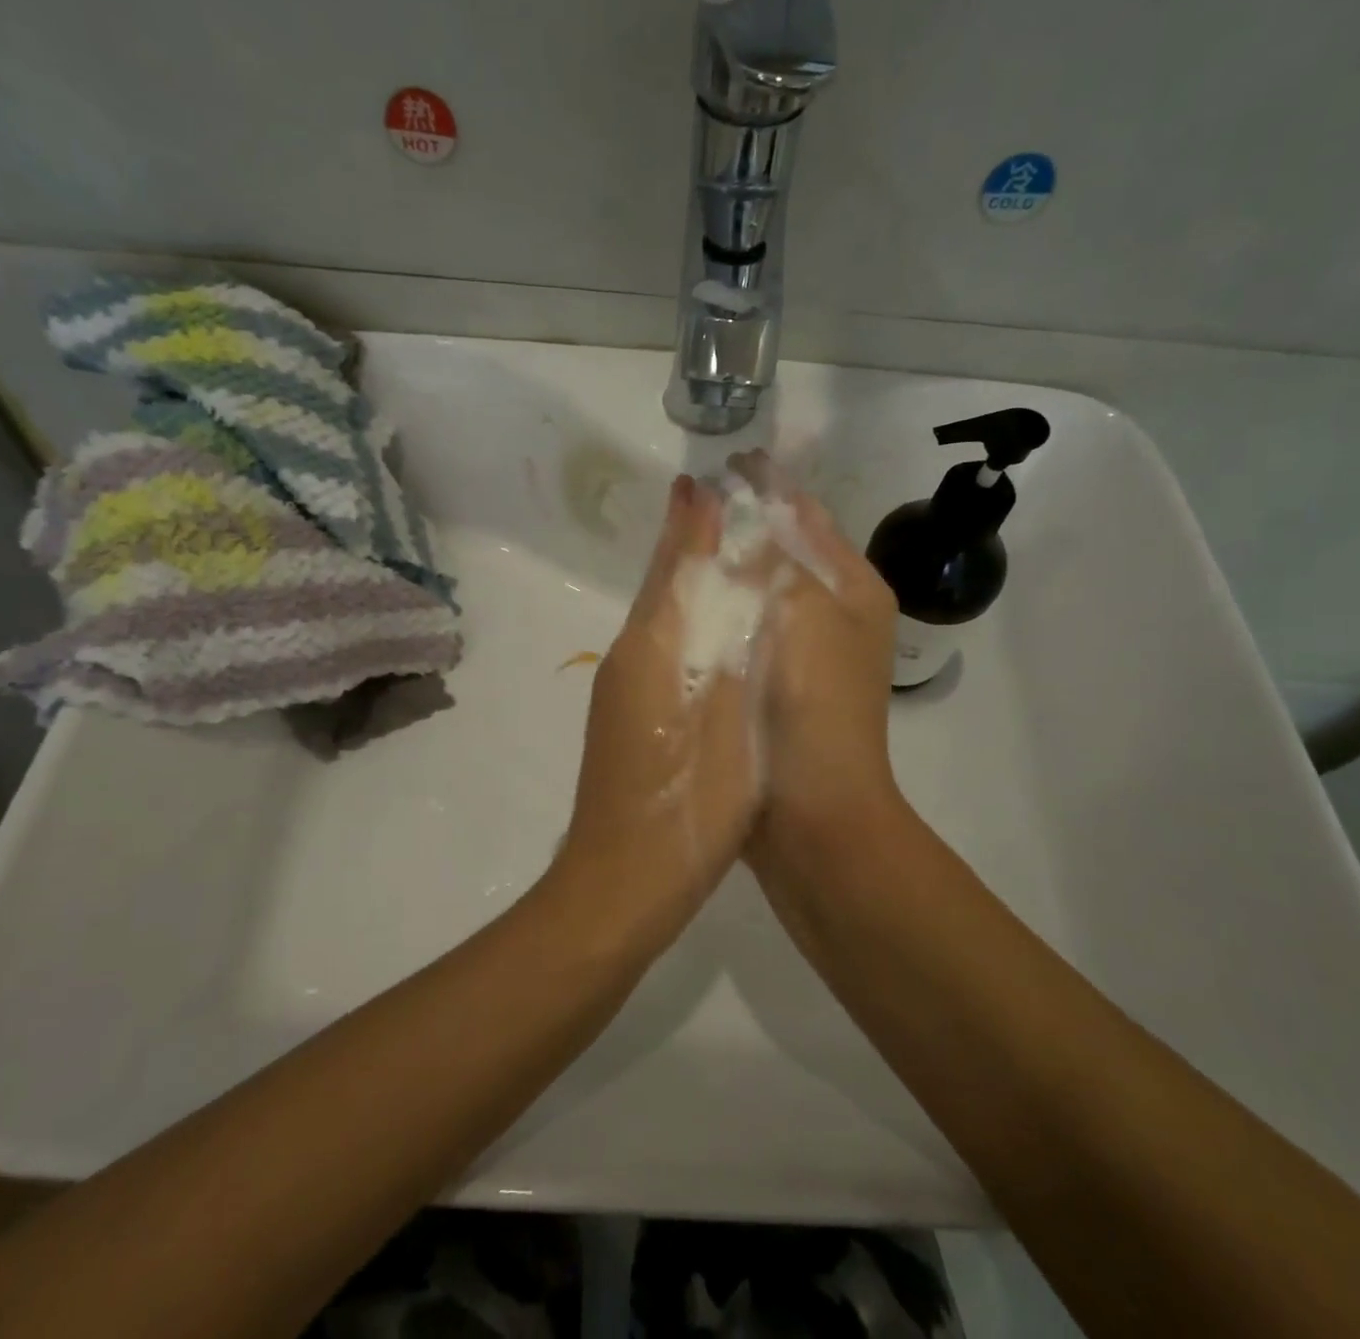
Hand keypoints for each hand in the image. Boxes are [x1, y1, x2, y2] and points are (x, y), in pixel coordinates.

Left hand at [550, 475, 764, 947]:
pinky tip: (708, 634)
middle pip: (661, 586)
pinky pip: (660, 650)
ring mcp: (623, 692)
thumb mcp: (725, 713)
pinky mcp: (629, 721)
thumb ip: (728, 639)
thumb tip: (736, 569)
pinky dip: (684, 625)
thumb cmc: (691, 799)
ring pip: (659, 619)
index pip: (675, 566)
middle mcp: (628, 658)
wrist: (625, 879)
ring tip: (717, 552)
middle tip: (707, 499)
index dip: (692, 523)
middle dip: (684, 542)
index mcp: (651, 647)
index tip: (706, 480)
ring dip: (684, 581)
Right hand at [726, 452, 901, 846]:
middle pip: (788, 549)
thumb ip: (764, 556)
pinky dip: (725, 607)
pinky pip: (749, 627)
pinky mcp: (781, 684)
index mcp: (853, 588)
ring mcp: (811, 652)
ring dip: (733, 562)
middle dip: (747, 521)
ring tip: (686, 538)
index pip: (807, 516)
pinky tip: (691, 600)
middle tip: (697, 499)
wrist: (815, 813)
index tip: (727, 461)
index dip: (768, 485)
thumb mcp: (797, 613)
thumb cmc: (813, 705)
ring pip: (766, 588)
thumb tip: (724, 504)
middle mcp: (839, 613)